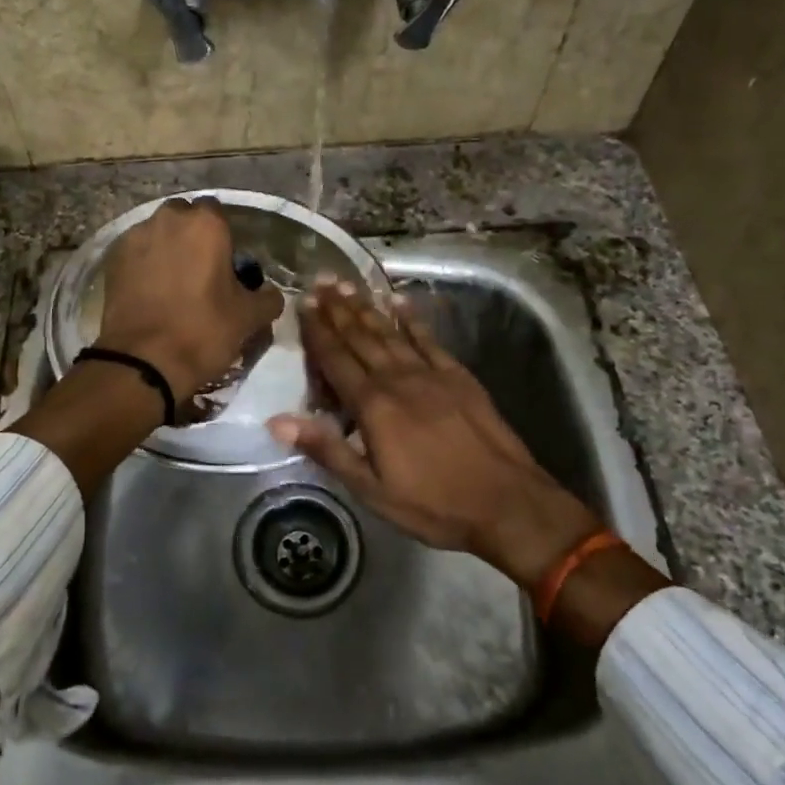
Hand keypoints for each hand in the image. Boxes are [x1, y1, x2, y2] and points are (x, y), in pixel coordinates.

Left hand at [95, 197, 284, 404]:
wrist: (143, 361)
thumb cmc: (203, 331)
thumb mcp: (249, 318)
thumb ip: (267, 297)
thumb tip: (269, 293)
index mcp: (206, 224)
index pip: (218, 213)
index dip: (223, 237)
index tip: (226, 264)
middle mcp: (168, 219)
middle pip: (184, 218)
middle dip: (192, 237)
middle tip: (200, 271)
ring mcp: (135, 237)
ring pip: (157, 233)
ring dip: (166, 249)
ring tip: (172, 283)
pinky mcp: (112, 259)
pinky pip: (136, 253)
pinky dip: (144, 265)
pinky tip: (150, 292)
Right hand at [267, 280, 599, 587]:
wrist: (506, 502)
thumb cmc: (432, 503)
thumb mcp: (370, 489)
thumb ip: (326, 448)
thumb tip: (277, 420)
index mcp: (373, 406)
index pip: (336, 359)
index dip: (317, 331)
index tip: (302, 304)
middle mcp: (398, 379)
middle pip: (361, 337)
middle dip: (338, 309)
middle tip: (320, 281)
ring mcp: (431, 373)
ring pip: (390, 332)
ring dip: (367, 307)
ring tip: (347, 285)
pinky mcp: (458, 376)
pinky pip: (428, 339)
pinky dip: (411, 319)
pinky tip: (399, 301)